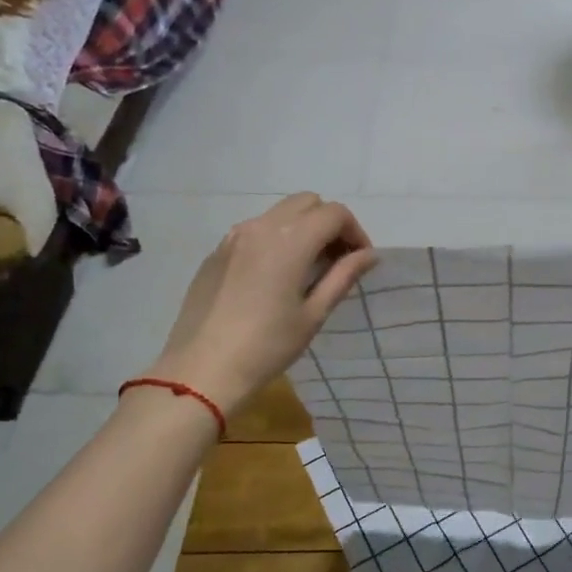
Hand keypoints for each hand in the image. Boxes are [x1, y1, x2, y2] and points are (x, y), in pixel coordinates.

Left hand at [150, 193, 374, 414]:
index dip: (355, 232)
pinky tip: (275, 277)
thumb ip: (343, 276)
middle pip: (307, 202)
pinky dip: (276, 240)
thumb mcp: (313, 314)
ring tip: (308, 268)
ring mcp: (234, 237)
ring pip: (279, 213)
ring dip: (302, 228)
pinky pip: (255, 231)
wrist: (203, 369)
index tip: (360, 260)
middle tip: (337, 260)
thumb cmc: (267, 346)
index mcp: (290, 240)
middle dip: (329, 223)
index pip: (334, 213)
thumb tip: (368, 255)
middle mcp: (261, 227)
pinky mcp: (217, 252)